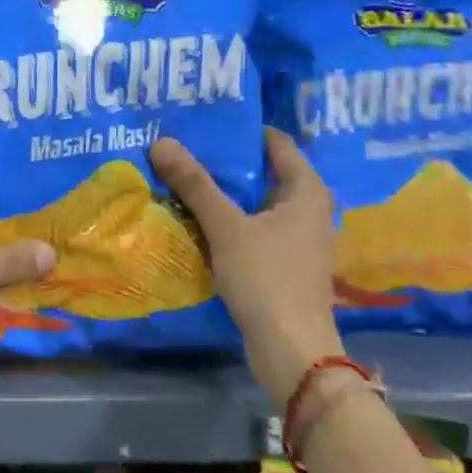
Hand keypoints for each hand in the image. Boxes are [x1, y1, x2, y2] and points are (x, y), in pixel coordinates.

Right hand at [152, 129, 341, 408]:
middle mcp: (309, 208)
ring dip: (224, 194)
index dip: (241, 130)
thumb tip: (162, 142)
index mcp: (307, 190)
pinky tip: (197, 220)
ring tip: (183, 178)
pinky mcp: (285, 263)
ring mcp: (299, 238)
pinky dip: (229, 221)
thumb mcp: (226, 227)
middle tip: (184, 147)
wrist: (291, 349)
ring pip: (256, 203)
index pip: (276, 143)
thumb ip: (195, 185)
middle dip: (226, 162)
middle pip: (264, 172)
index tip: (204, 122)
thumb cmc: (266, 278)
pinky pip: (254, 228)